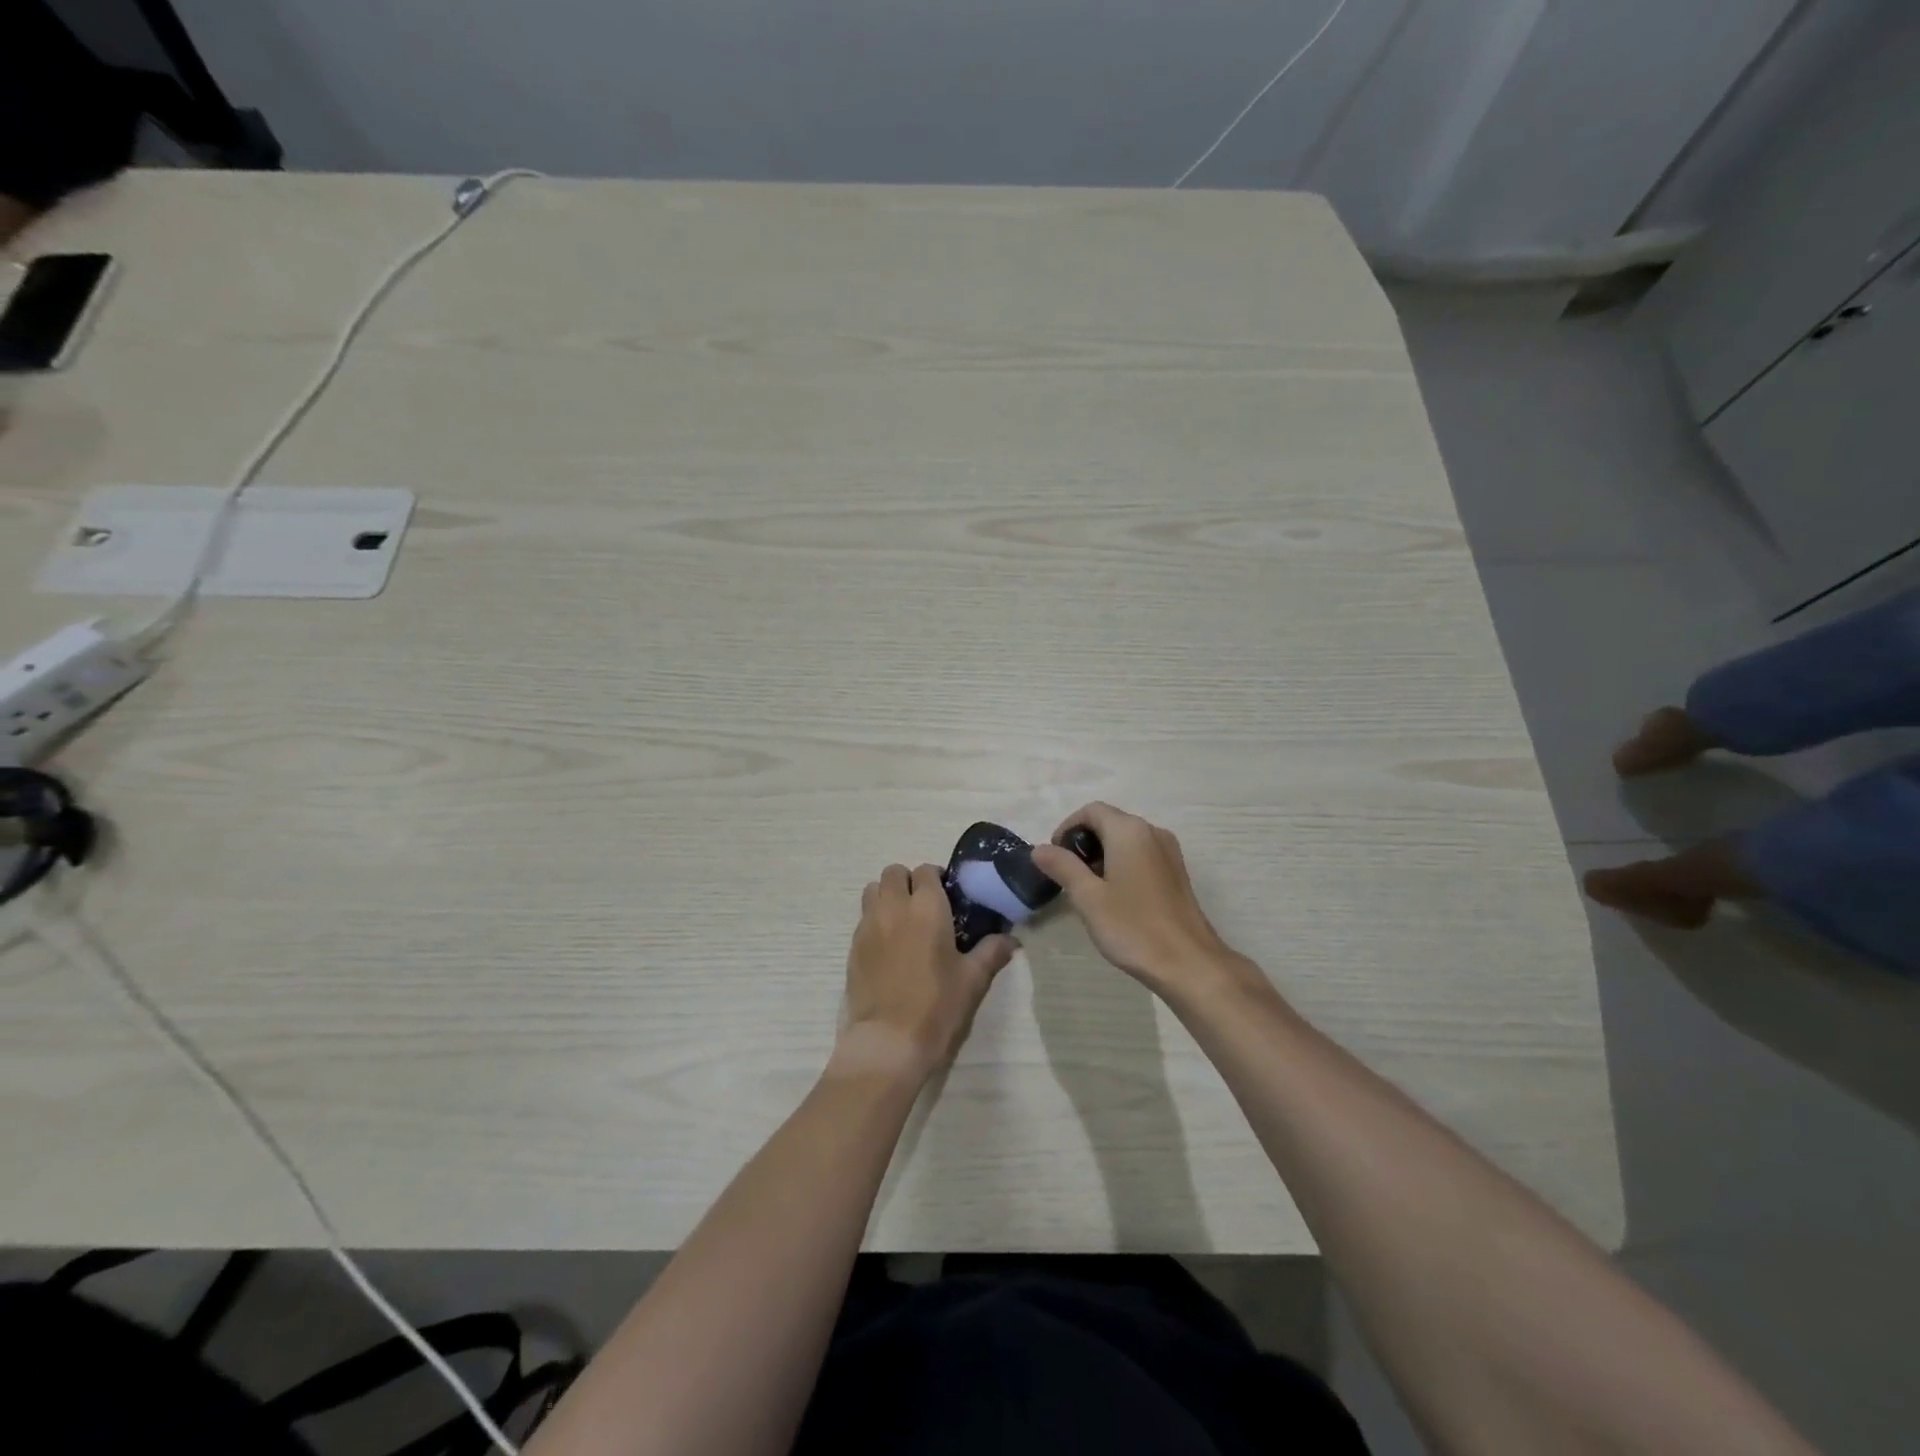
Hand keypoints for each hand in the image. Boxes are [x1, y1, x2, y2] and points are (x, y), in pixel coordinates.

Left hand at [836, 863, 1014, 1082]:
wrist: (889, 1041)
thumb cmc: (937, 1006)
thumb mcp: (972, 980)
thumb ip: (991, 952)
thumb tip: (1011, 940)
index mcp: (927, 907)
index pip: (926, 870)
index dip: (937, 878)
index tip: (948, 896)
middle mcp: (894, 907)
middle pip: (894, 872)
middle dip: (909, 881)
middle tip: (925, 905)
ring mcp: (868, 925)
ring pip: (873, 890)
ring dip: (887, 895)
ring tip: (903, 920)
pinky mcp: (853, 946)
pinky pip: (863, 917)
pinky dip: (875, 920)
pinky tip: (889, 946)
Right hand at [1031, 803, 1255, 999]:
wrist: (1189, 963)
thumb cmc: (1133, 927)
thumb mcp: (1088, 897)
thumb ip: (1062, 867)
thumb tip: (1040, 849)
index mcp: (1129, 831)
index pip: (1091, 811)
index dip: (1067, 828)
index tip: (1054, 858)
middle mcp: (1152, 832)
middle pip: (1109, 822)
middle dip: (1084, 842)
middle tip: (1068, 876)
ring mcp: (1169, 852)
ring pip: (1126, 839)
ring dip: (1102, 854)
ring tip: (1089, 889)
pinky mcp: (1176, 873)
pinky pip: (1142, 855)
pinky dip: (1122, 864)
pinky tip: (1116, 897)